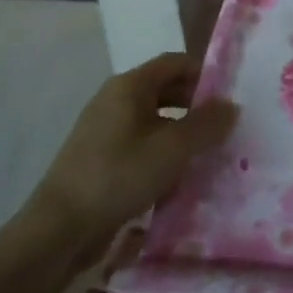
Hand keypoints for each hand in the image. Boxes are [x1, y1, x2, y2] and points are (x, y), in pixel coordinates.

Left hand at [21, 53, 236, 249]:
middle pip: (165, 89)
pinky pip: (141, 143)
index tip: (230, 97)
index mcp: (129, 86)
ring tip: (208, 152)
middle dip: (196, 105)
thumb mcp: (173, 149)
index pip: (175, 63)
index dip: (205, 74)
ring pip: (154, 119)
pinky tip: (179, 175)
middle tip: (225, 126)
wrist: (59, 229)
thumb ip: (206, 124)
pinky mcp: (101, 158)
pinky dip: (162, 152)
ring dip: (181, 132)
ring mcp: (105, 129)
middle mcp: (115, 99)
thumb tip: (232, 106)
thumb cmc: (119, 176)